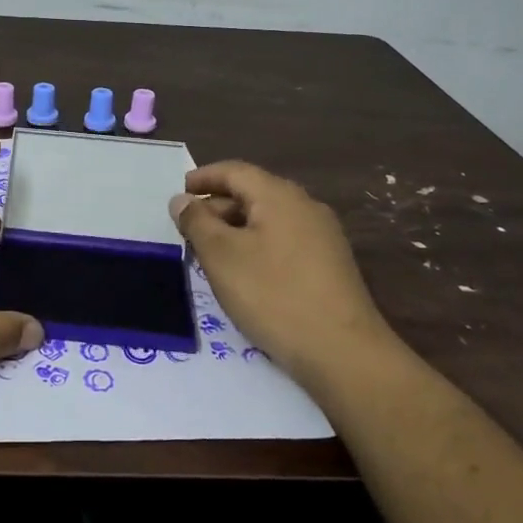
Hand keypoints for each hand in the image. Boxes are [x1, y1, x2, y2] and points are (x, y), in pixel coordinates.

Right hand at [169, 161, 393, 388]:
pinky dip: (257, 245)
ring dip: (236, 228)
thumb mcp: (221, 256)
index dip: (204, 178)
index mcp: (279, 196)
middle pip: (253, 193)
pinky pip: (284, 240)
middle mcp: (305, 206)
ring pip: (269, 219)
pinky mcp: (330, 264)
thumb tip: (181, 200)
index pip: (235, 171)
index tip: (179, 194)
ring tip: (211, 253)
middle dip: (218, 206)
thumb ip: (197, 222)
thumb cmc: (273, 295)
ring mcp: (323, 236)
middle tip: (189, 230)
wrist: (343, 352)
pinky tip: (245, 272)